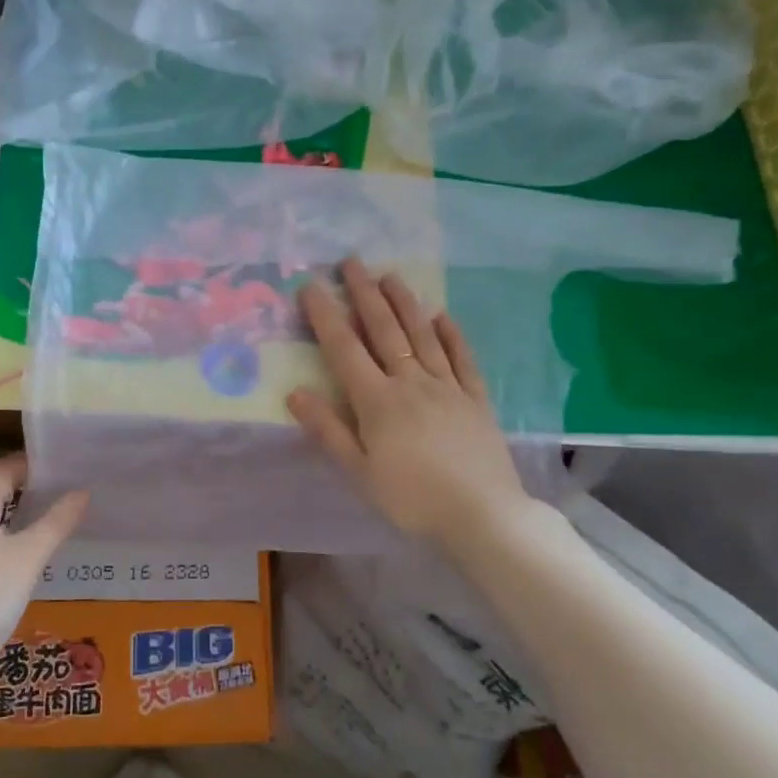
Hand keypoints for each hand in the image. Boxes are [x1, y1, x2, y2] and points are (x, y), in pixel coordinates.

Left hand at [0, 453, 88, 694]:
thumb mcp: (27, 556)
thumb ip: (56, 522)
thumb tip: (82, 492)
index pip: (5, 469)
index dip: (36, 462)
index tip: (71, 461)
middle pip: (0, 494)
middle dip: (35, 488)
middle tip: (77, 486)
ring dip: (28, 517)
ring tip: (67, 515)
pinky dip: (19, 543)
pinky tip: (43, 554)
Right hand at [287, 258, 543, 549]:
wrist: (482, 516)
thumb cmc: (411, 499)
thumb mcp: (358, 472)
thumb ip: (327, 430)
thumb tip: (295, 392)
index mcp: (377, 401)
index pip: (344, 349)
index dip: (325, 316)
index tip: (311, 286)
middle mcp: (411, 383)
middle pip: (385, 331)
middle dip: (365, 294)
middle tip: (352, 262)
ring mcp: (448, 388)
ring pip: (423, 336)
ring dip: (405, 303)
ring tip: (391, 275)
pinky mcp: (476, 400)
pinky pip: (462, 359)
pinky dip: (451, 335)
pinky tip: (443, 316)